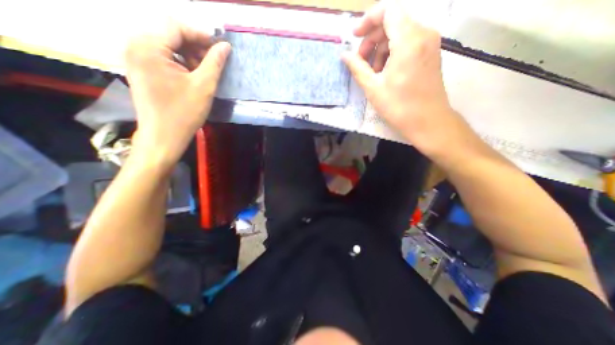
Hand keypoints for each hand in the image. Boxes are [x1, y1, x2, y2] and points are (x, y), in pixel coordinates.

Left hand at [125, 23, 231, 165]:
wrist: (164, 136)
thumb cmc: (184, 112)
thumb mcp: (204, 86)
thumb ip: (215, 63)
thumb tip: (225, 46)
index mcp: (148, 47)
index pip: (176, 27)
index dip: (201, 35)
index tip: (220, 47)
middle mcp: (136, 45)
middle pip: (170, 34)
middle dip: (195, 46)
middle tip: (214, 62)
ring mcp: (136, 58)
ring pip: (168, 46)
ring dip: (189, 55)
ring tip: (205, 72)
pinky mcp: (141, 69)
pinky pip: (163, 57)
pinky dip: (180, 63)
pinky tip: (193, 76)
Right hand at [343, 0, 471, 157]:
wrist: (428, 121)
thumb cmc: (398, 106)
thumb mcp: (373, 88)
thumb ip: (357, 68)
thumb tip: (344, 55)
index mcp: (408, 40)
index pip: (387, 11)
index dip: (367, 21)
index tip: (354, 37)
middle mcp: (423, 33)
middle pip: (393, 21)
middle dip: (372, 38)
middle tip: (360, 61)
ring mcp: (430, 43)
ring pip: (400, 33)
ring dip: (381, 47)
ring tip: (372, 71)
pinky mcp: (431, 53)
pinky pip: (409, 43)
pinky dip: (393, 52)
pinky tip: (385, 71)